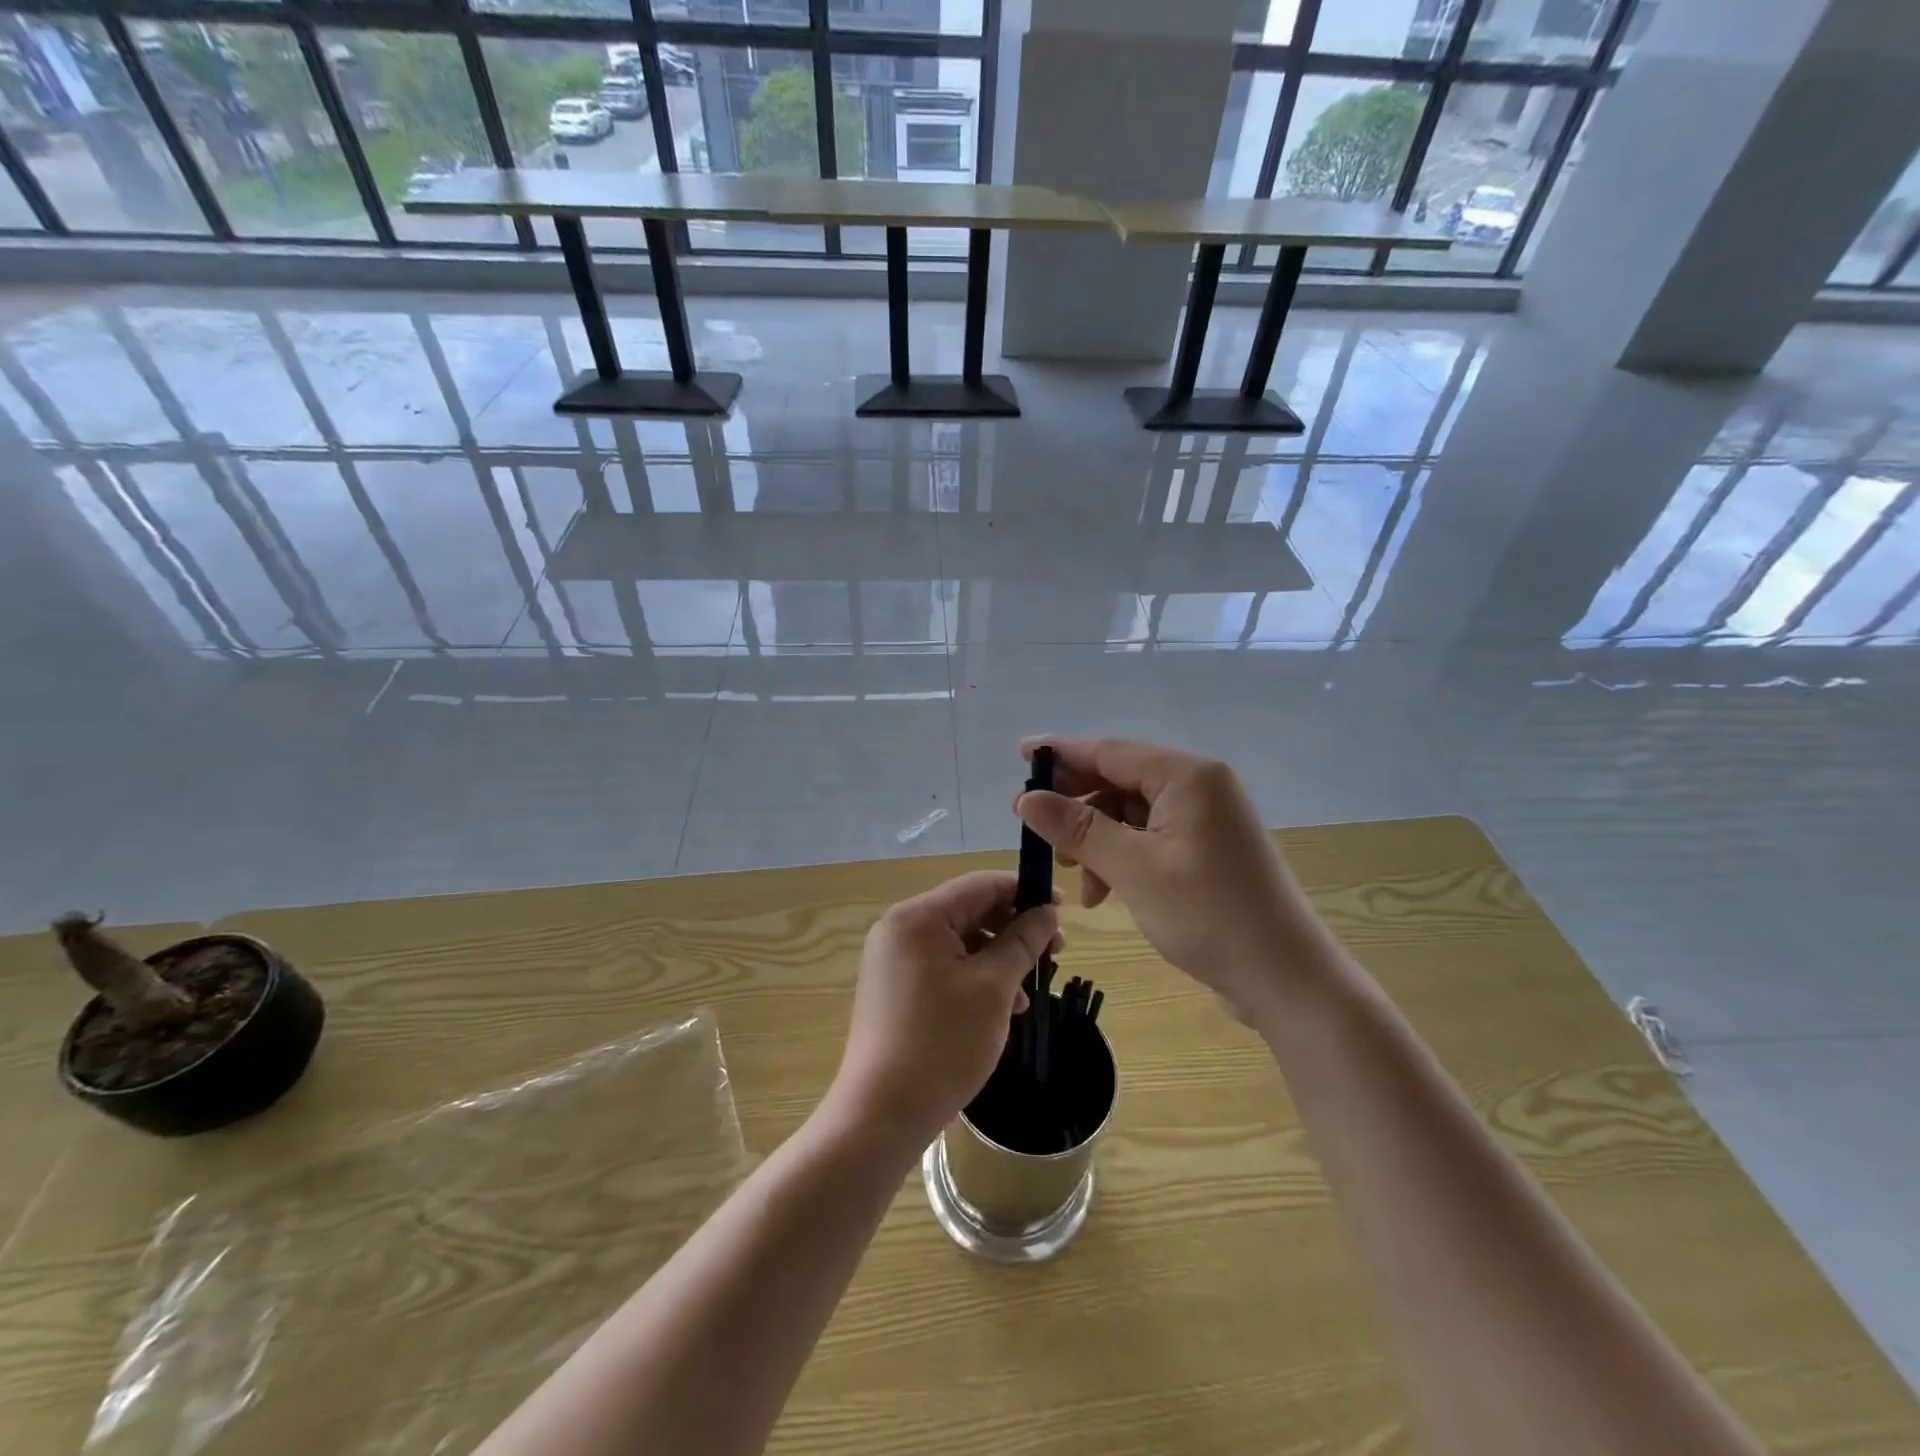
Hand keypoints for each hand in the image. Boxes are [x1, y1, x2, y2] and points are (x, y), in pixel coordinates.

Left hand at [828, 872, 1058, 1148]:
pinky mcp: (893, 988)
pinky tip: (1001, 1005)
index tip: (1061, 910)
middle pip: (968, 911)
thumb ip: (1022, 942)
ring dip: (997, 956)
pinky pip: (942, 966)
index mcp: (918, 917)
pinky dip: (974, 976)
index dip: (1023, 892)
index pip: (980, 885)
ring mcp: (892, 959)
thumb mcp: (993, 988)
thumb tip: (1046, 913)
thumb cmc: (942, 1044)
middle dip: (1013, 929)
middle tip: (1055, 952)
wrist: (882, 1114)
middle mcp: (899, 928)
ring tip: (1031, 987)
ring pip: (958, 941)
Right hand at [1013, 737, 1328, 1024]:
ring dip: (1097, 838)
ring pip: (1133, 812)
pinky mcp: (1209, 848)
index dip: (1062, 752)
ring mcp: (1208, 818)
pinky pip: (1152, 836)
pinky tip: (1104, 891)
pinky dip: (1122, 856)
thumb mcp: (1132, 869)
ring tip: (1072, 873)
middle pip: (1121, 778)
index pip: (1111, 750)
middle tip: (1035, 824)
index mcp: (1187, 776)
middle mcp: (1200, 786)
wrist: (1285, 978)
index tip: (1021, 753)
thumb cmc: (1208, 915)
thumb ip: (1077, 828)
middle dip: (1077, 803)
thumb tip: (1026, 798)